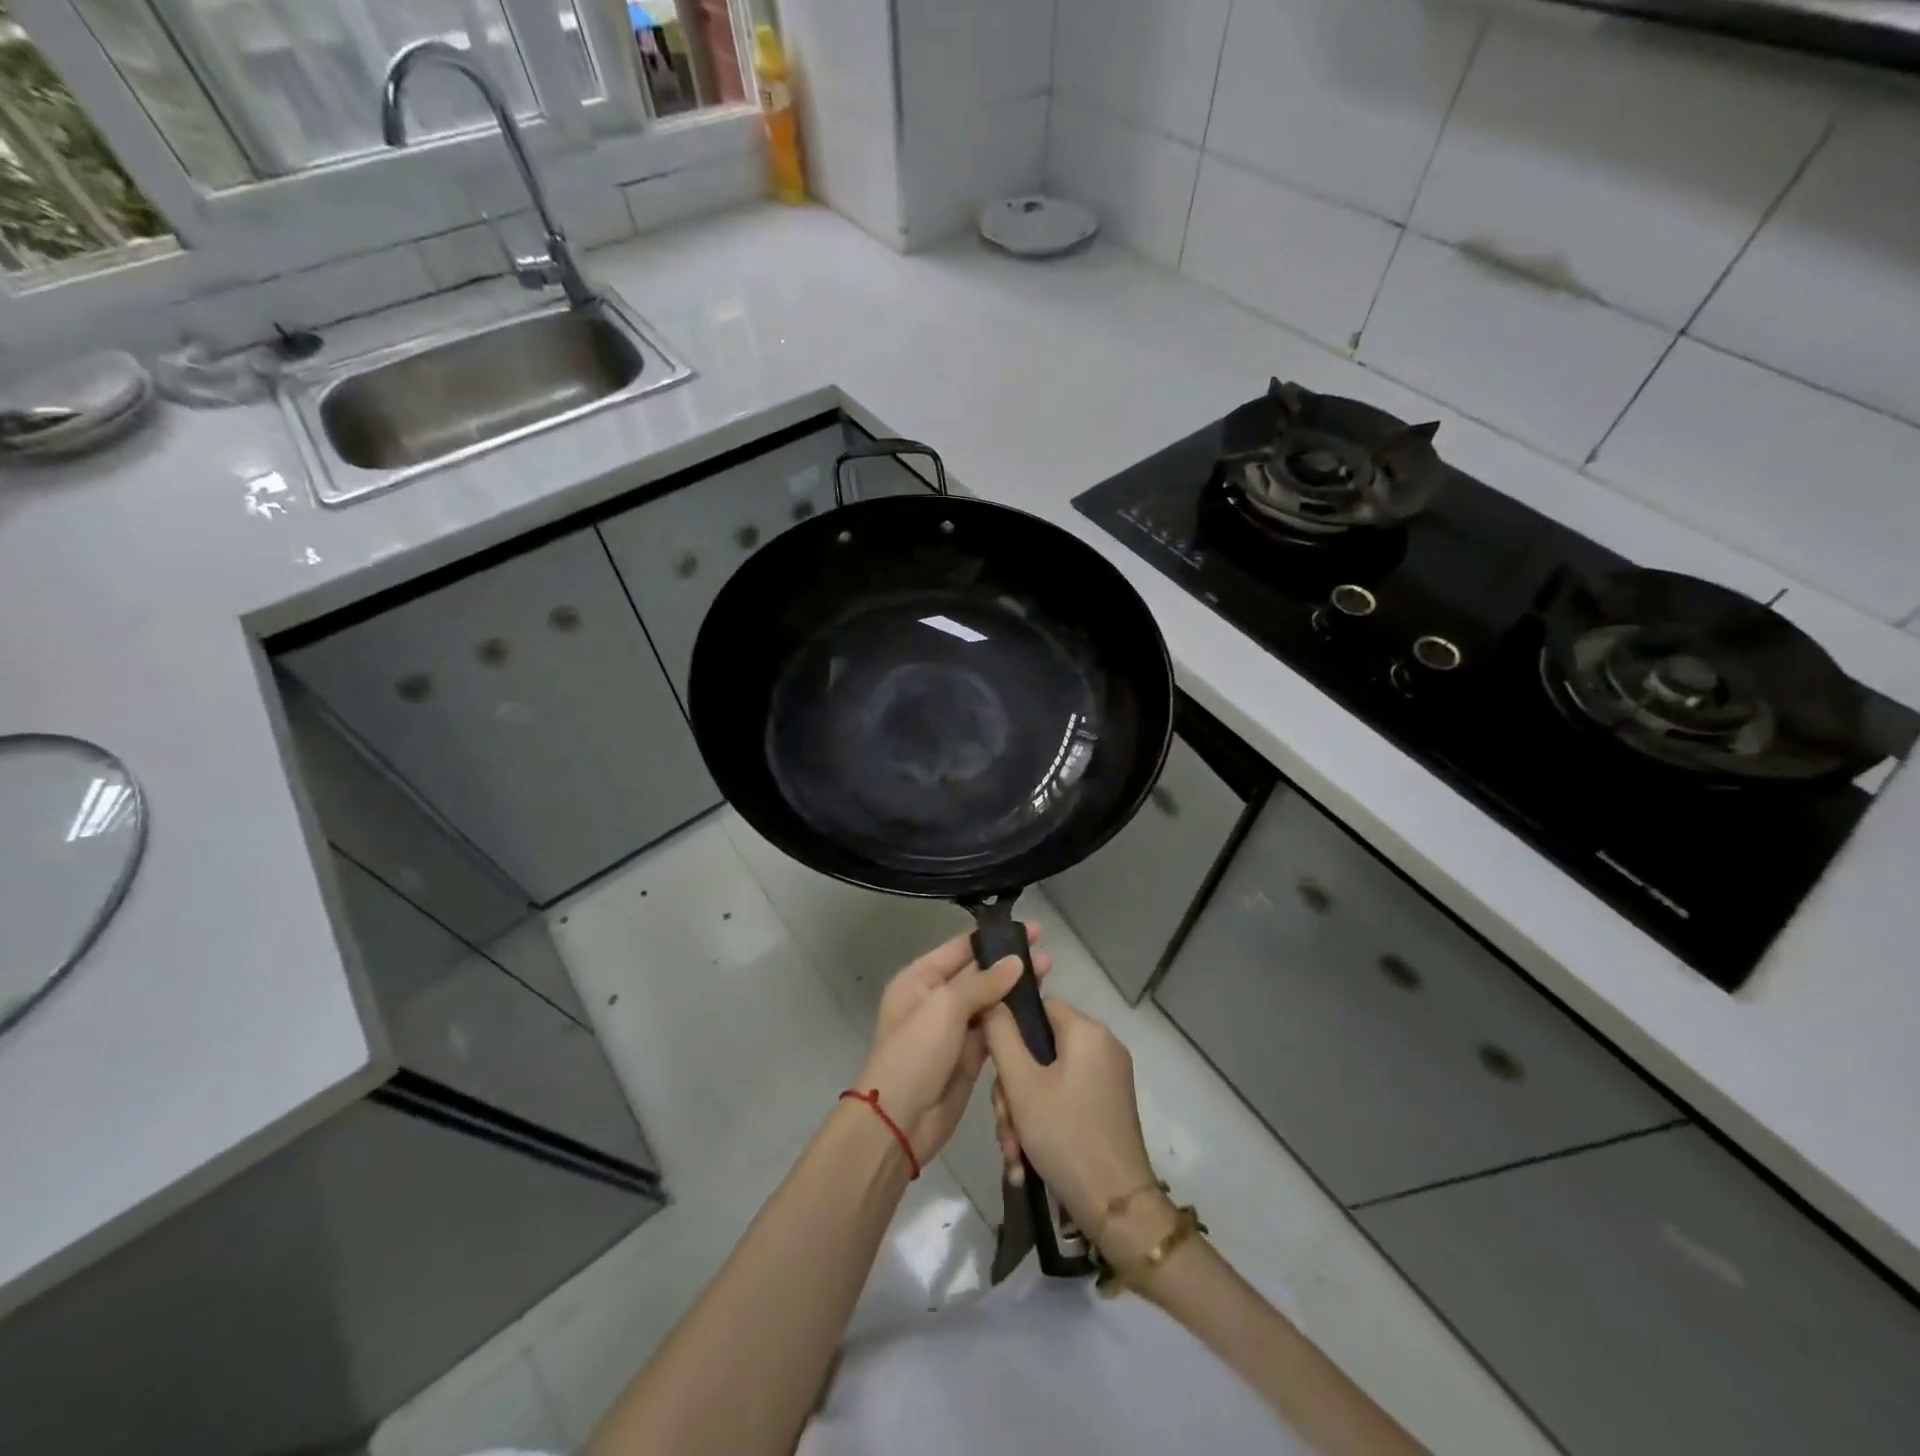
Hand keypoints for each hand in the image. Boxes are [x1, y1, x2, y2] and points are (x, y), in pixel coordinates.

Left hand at [855, 927, 1049, 1164]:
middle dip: (1009, 964)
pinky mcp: (968, 1056)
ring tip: (1048, 976)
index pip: (960, 948)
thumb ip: (983, 982)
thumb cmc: (916, 1052)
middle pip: (978, 973)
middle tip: (1047, 955)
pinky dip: (1012, 1020)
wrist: (899, 1121)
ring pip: (989, 1001)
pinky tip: (1038, 1011)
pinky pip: (993, 1030)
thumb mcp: (945, 1007)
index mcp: (919, 979)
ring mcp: (952, 1029)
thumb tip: (1016, 962)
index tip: (1031, 930)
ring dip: (1015, 991)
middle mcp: (935, 999)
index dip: (994, 937)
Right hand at [982, 998, 1161, 1245]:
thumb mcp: (1021, 1084)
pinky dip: (1043, 1121)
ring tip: (1013, 1152)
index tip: (993, 1066)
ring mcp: (1108, 1078)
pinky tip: (1025, 1160)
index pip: (1039, 1007)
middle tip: (1003, 1123)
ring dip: (1023, 1112)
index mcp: (1087, 1031)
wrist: (1117, 1208)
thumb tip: (993, 1000)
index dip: (1010, 1030)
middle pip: (1040, 1049)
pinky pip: (1065, 1098)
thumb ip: (1001, 1035)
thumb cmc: (1065, 1136)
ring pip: (1048, 1079)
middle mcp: (1102, 1047)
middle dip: (1013, 1089)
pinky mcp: (1108, 1107)